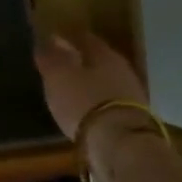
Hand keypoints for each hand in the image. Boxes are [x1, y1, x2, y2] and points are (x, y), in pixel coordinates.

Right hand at [32, 27, 150, 139]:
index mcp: (104, 54)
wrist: (120, 144)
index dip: (69, 37)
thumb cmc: (84, 102)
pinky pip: (110, 104)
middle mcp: (122, 70)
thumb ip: (51, 58)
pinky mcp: (133, 120)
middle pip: (99, 60)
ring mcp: (132, 96)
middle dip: (81, 61)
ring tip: (72, 90)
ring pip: (106, 82)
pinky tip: (86, 111)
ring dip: (90, 84)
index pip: (85, 38)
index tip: (55, 39)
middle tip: (62, 65)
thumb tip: (47, 40)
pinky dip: (97, 104)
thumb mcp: (58, 77)